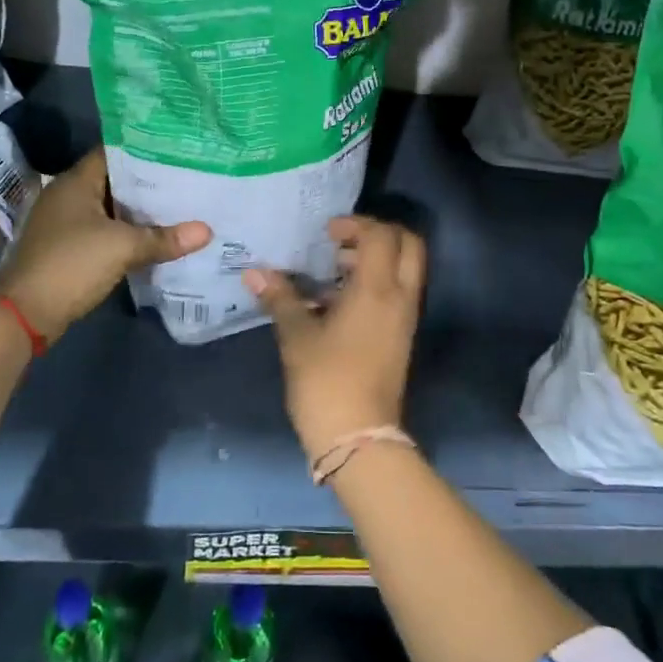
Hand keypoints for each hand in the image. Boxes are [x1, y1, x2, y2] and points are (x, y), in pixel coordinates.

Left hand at [0, 147, 210, 344]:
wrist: (24, 313)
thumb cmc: (71, 264)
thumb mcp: (122, 248)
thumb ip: (164, 238)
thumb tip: (207, 231)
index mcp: (76, 182)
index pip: (115, 152)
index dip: (146, 151)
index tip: (179, 151)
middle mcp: (69, 195)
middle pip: (116, 180)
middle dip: (150, 182)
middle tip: (189, 178)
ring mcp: (67, 223)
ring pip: (113, 208)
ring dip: (141, 210)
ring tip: (181, 204)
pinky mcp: (70, 247)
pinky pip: (106, 230)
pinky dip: (129, 231)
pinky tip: (158, 235)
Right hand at [243, 215, 425, 463]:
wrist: (359, 438)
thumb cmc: (326, 381)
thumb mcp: (297, 336)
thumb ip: (280, 298)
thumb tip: (255, 273)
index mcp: (377, 289)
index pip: (381, 234)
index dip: (355, 224)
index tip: (327, 233)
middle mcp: (400, 297)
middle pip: (408, 244)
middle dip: (378, 234)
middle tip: (342, 242)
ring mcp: (405, 318)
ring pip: (406, 269)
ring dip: (377, 259)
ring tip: (334, 271)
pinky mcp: (402, 336)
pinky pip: (399, 292)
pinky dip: (378, 282)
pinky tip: (340, 300)